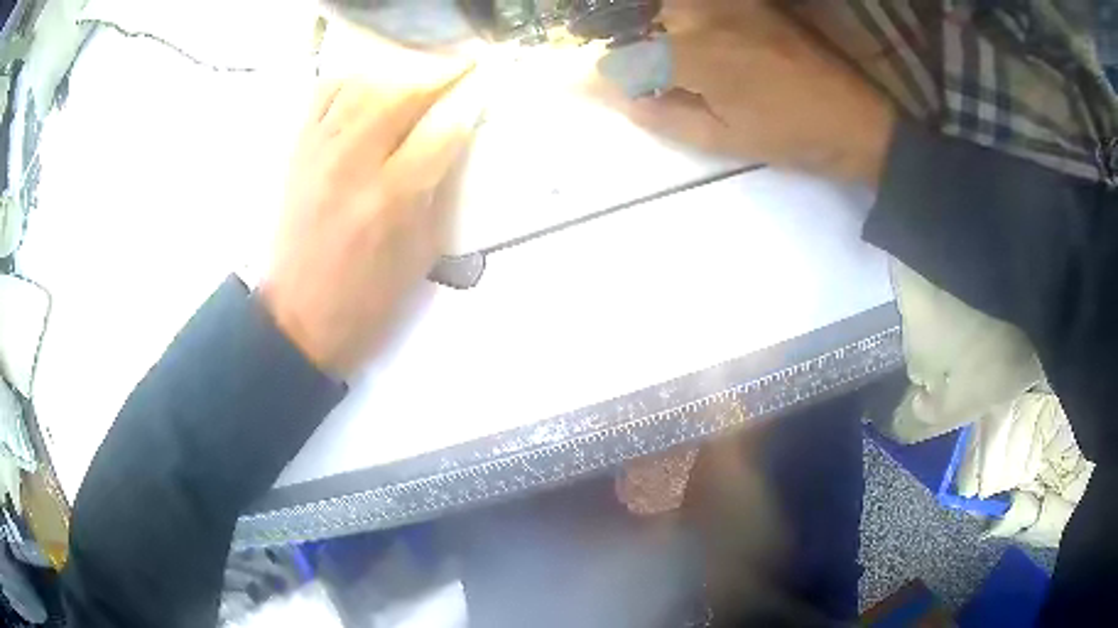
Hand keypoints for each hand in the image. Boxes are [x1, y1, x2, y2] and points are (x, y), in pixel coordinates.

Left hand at [260, 43, 485, 376]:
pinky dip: (350, 82)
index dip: (468, 105)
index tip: (485, 91)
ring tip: (418, 76)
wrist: (300, 315)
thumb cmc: (368, 296)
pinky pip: (323, 96)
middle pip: (402, 95)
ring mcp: (320, 152)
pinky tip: (368, 87)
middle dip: (438, 76)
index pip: (441, 130)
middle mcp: (354, 163)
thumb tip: (453, 141)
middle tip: (461, 69)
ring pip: (364, 87)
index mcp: (392, 197)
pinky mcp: (298, 151)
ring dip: (398, 75)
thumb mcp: (421, 253)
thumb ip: (438, 191)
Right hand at [592, 0, 895, 183]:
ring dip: (652, 27)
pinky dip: (682, 18)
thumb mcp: (724, 140)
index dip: (599, 76)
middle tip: (624, 68)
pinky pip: (698, 5)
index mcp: (694, 55)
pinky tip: (687, 36)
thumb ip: (663, 115)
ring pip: (668, 8)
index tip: (577, 86)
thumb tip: (620, 99)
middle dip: (623, 44)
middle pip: (637, 17)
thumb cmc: (792, 137)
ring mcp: (729, 3)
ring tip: (658, 57)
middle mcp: (703, 15)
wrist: (857, 120)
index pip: (624, 59)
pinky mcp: (750, 1)